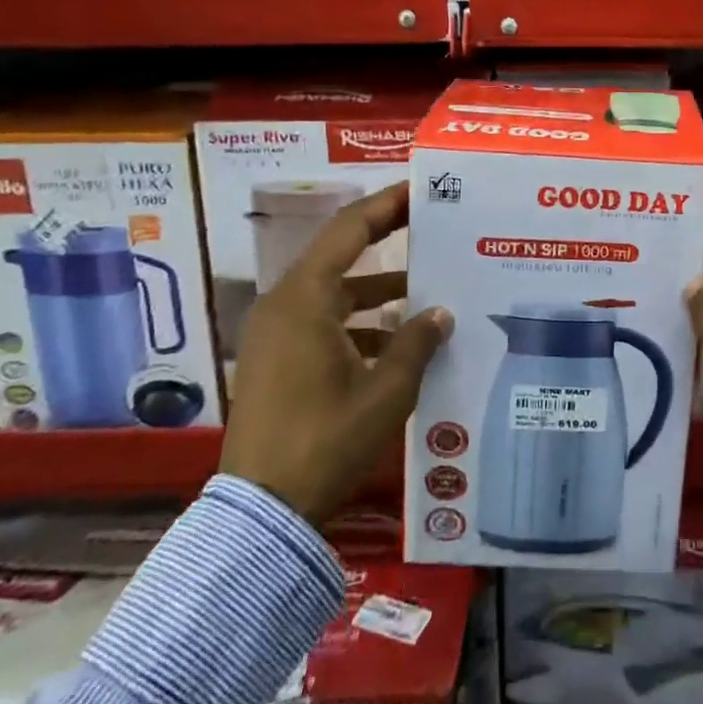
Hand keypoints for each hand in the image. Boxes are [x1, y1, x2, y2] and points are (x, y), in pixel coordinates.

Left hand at [220, 181, 452, 521]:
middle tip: (431, 229)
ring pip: (335, 292)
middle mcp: (284, 305)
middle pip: (341, 255)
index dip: (388, 204)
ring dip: (378, 291)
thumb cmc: (325, 441)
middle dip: (387, 243)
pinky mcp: (276, 360)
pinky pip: (323, 321)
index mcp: (304, 299)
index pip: (350, 229)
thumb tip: (440, 313)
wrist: (262, 514)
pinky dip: (359, 322)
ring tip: (427, 294)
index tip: (421, 190)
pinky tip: (397, 343)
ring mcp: (275, 334)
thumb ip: (417, 343)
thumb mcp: (386, 391)